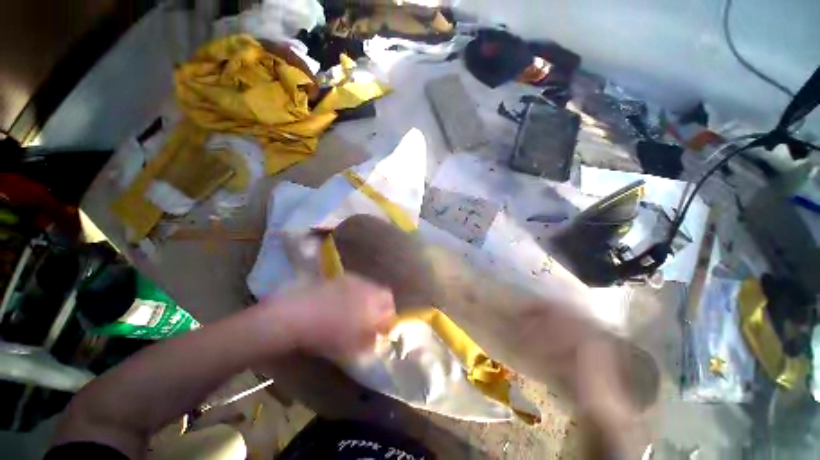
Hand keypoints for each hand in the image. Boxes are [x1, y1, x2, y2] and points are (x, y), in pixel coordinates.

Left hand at [264, 275, 396, 360]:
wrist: (298, 314)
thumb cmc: (326, 335)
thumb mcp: (350, 347)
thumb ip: (369, 341)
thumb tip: (376, 337)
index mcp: (374, 308)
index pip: (391, 311)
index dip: (388, 321)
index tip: (382, 330)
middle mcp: (369, 290)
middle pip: (385, 295)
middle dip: (383, 307)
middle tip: (373, 319)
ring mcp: (356, 281)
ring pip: (372, 288)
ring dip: (371, 298)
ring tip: (358, 310)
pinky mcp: (344, 277)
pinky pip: (358, 283)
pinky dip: (358, 292)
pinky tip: (344, 301)